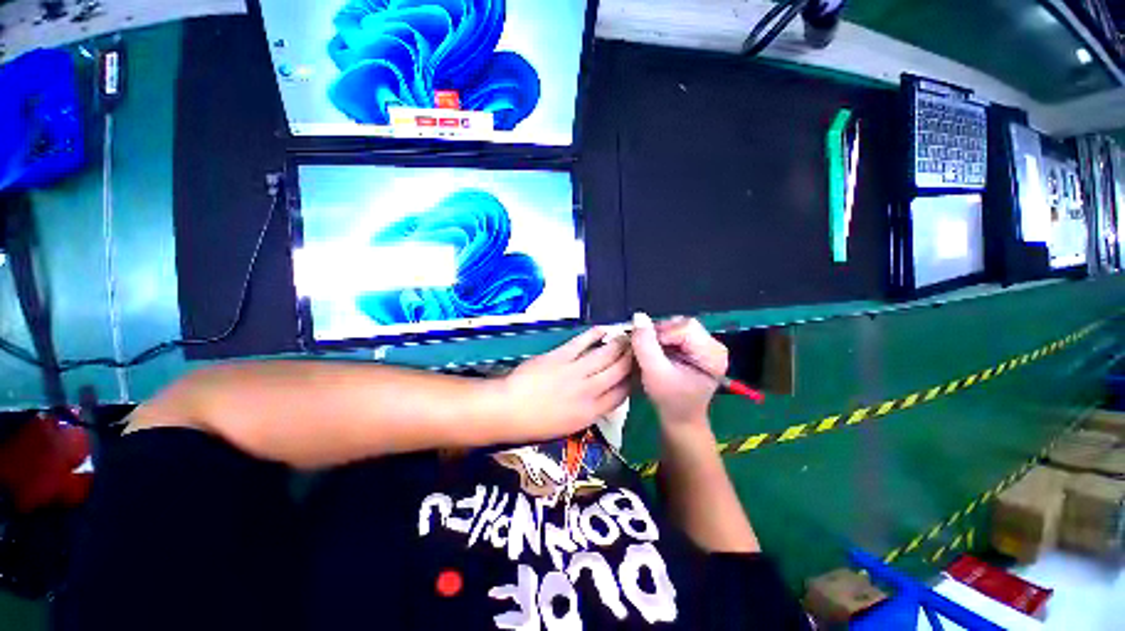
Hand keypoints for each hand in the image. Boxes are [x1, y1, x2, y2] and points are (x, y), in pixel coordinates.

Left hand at [494, 327, 632, 441]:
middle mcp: (589, 391)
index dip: (633, 380)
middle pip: (619, 371)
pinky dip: (594, 334)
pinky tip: (603, 329)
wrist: (509, 409)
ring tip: (626, 336)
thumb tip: (602, 395)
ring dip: (618, 344)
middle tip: (637, 347)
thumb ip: (589, 410)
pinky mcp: (561, 356)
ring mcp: (575, 371)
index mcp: (591, 412)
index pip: (621, 394)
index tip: (637, 371)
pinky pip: (582, 342)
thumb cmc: (536, 423)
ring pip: (605, 355)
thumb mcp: (569, 426)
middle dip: (631, 358)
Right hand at [631, 313, 727, 429]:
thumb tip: (638, 316)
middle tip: (647, 351)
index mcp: (712, 354)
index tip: (646, 350)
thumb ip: (645, 345)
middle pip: (682, 324)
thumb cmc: (669, 399)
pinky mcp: (698, 347)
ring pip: (677, 326)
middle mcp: (715, 345)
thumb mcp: (654, 373)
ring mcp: (707, 346)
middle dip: (660, 334)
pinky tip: (659, 353)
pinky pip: (677, 332)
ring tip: (653, 353)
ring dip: (660, 336)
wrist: (680, 418)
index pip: (684, 328)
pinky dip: (664, 339)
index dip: (660, 334)